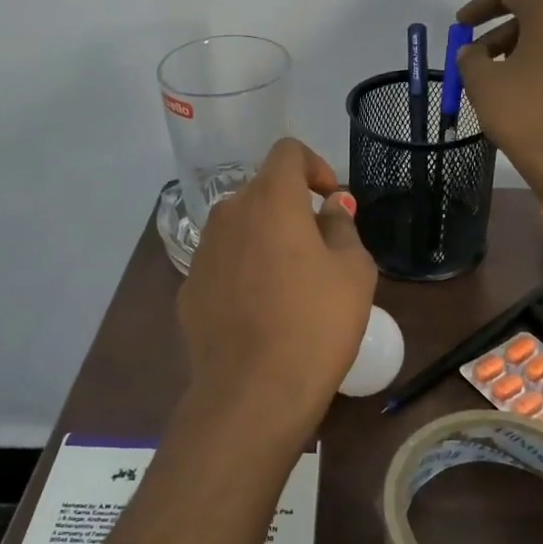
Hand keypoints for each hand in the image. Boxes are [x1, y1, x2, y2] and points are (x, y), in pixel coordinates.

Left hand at [175, 138, 376, 445]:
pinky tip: (261, 312)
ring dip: (267, 239)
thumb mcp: (353, 271)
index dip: (315, 165)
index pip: (288, 151)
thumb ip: (343, 227)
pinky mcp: (189, 287)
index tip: (331, 200)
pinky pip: (224, 262)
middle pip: (263, 191)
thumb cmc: (315, 324)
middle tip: (320, 249)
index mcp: (271, 199)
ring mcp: (203, 251)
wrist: (253, 392)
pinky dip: (244, 270)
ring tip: (291, 284)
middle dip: (293, 209)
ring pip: (241, 227)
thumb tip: (330, 208)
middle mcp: (229, 214)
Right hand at [455, 0, 542, 196]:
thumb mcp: (482, 83)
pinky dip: (540, 67)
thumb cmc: (524, 114)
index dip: (481, 6)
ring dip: (519, 52)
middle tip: (475, 58)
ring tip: (495, 80)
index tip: (460, 25)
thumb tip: (473, 52)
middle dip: (499, 33)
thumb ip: (470, 58)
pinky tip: (522, 94)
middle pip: (533, 15)